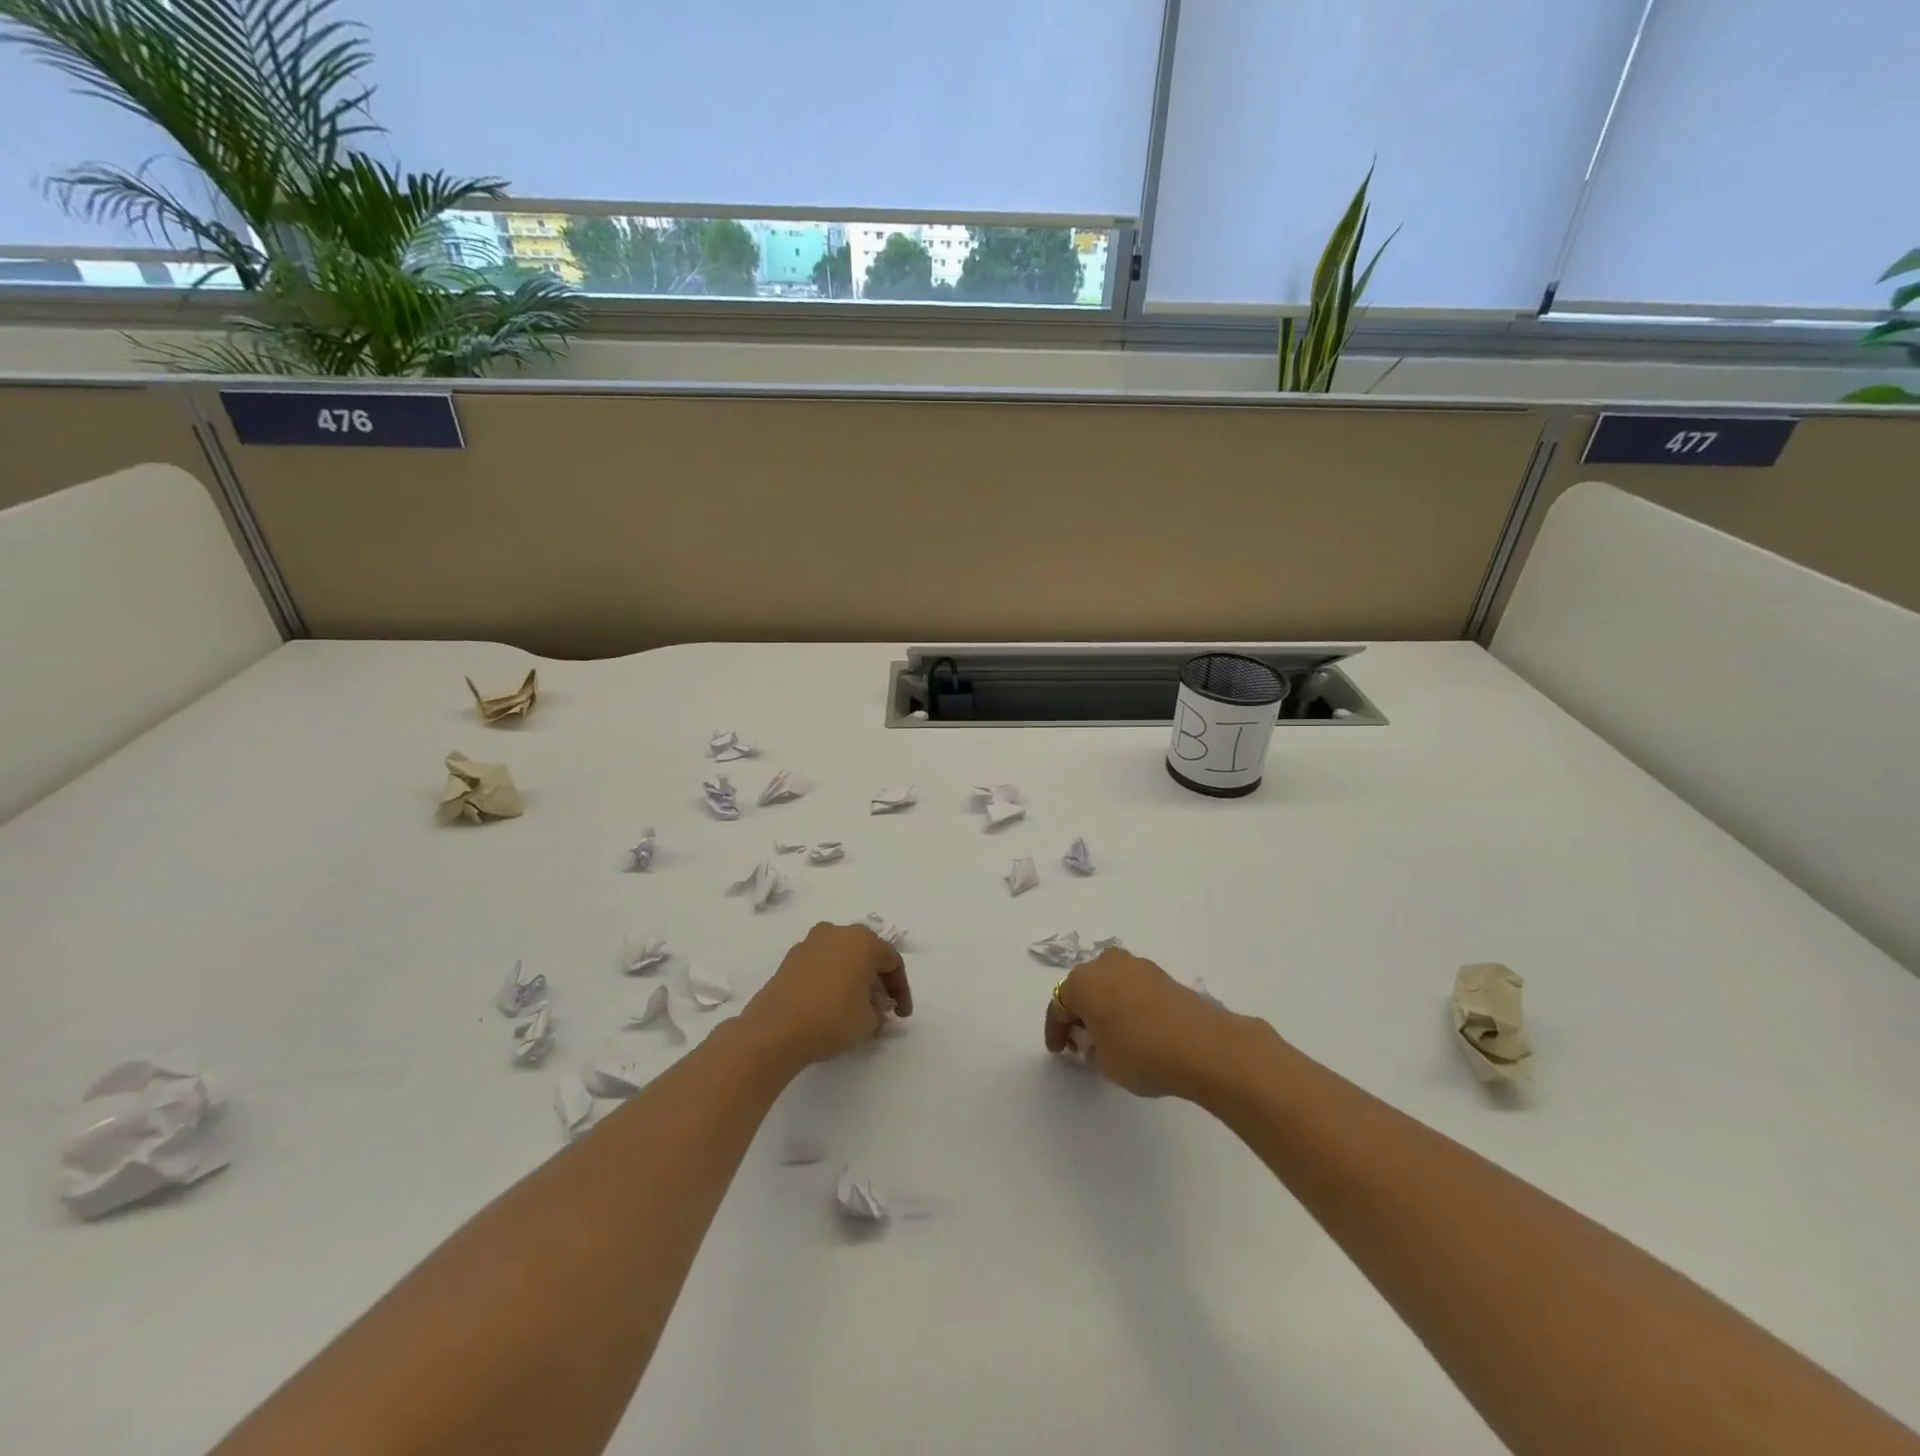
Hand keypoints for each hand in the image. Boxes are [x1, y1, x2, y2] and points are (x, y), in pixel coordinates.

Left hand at [743, 922, 912, 1068]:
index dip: (901, 989)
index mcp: (863, 940)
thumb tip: (873, 1011)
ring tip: (856, 1007)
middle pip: (866, 954)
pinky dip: (831, 980)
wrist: (775, 1029)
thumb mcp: (868, 1021)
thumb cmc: (831, 1018)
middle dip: (877, 981)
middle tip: (882, 1007)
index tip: (901, 1015)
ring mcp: (810, 943)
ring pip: (842, 957)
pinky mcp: (790, 959)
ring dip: (853, 979)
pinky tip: (830, 1005)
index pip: (892, 961)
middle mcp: (837, 932)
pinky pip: (821, 965)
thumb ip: (879, 1013)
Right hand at [1044, 948, 1237, 1098]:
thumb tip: (1096, 1041)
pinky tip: (1134, 1027)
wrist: (1203, 1045)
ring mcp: (1135, 965)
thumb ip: (1090, 1050)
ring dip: (1104, 1006)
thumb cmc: (1141, 1053)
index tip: (1058, 1051)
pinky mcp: (1160, 974)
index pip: (1058, 1006)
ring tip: (1110, 1035)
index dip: (1056, 1031)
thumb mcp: (1103, 1063)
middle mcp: (1104, 964)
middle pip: (1083, 988)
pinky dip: (1126, 1004)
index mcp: (1082, 982)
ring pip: (1108, 984)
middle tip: (1082, 1042)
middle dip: (1079, 1014)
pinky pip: (1131, 987)